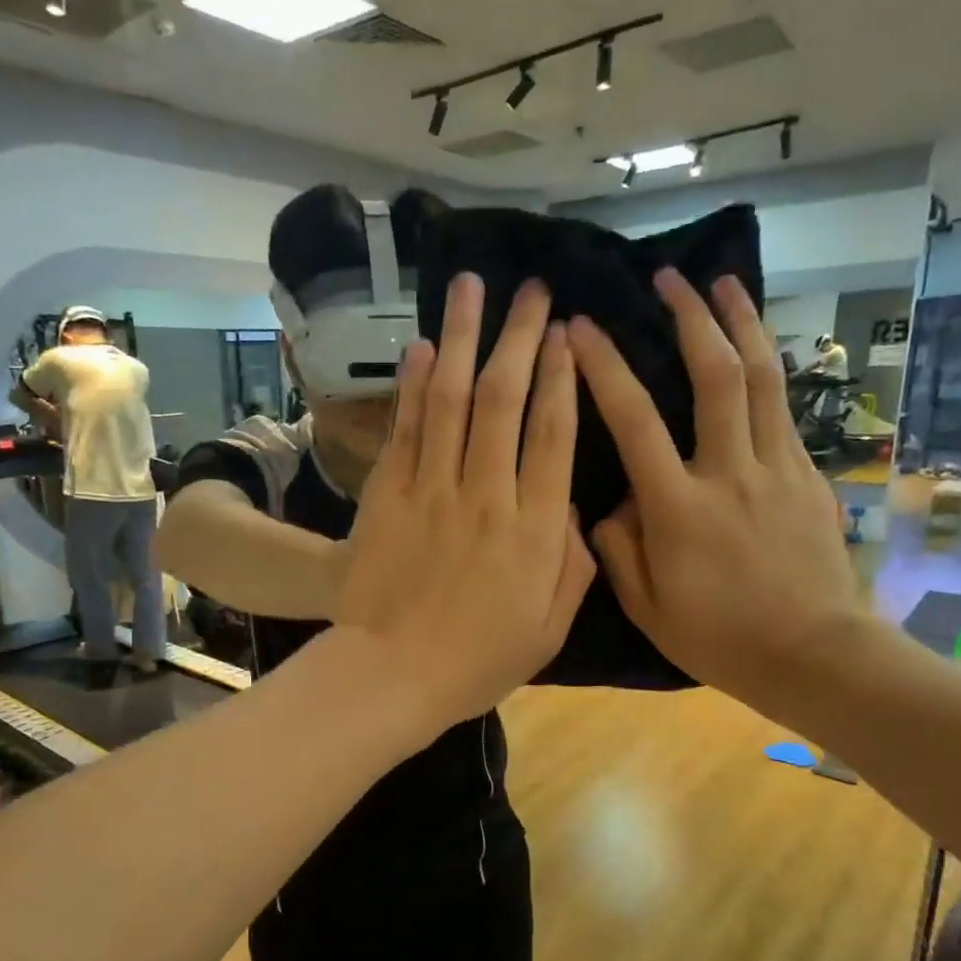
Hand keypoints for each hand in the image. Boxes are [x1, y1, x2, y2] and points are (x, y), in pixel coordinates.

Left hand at [335, 273, 596, 728]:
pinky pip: (406, 429)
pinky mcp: (388, 495)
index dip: (562, 377)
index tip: (567, 333)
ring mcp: (432, 489)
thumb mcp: (549, 628)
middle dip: (520, 337)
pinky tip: (423, 346)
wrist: (391, 674)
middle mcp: (486, 494)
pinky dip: (415, 385)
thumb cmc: (477, 660)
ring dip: (464, 338)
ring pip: (453, 399)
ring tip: (472, 286)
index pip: (553, 434)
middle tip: (532, 290)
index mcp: (533, 529)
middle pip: (505, 399)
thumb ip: (571, 564)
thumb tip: (572, 507)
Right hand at [568, 268, 863, 720]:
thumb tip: (609, 502)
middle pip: (714, 376)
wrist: (816, 654)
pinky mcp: (810, 475)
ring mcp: (779, 468)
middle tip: (669, 278)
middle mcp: (730, 473)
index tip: (582, 328)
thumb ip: (617, 548)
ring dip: (742, 322)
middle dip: (690, 318)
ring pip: (763, 378)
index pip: (635, 421)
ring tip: (725, 282)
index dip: (606, 368)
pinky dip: (768, 367)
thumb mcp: (646, 607)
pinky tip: (756, 349)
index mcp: (680, 508)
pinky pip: (784, 408)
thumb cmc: (720, 638)